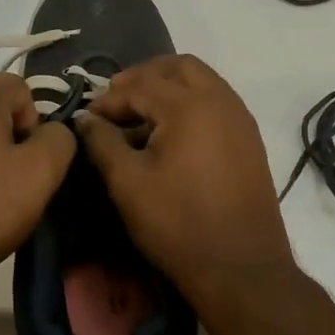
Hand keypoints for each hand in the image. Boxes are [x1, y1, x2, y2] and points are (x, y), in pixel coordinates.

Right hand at [74, 55, 297, 302]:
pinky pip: (217, 102)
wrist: (242, 268)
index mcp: (189, 105)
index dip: (110, 99)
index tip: (88, 118)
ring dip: (169, 87)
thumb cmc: (178, 223)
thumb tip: (85, 119)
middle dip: (144, 76)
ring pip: (202, 81)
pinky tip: (172, 134)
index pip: (140, 84)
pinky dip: (191, 103)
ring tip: (142, 116)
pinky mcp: (250, 139)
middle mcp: (220, 100)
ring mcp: (240, 118)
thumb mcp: (128, 184)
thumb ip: (102, 143)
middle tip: (119, 99)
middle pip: (178, 66)